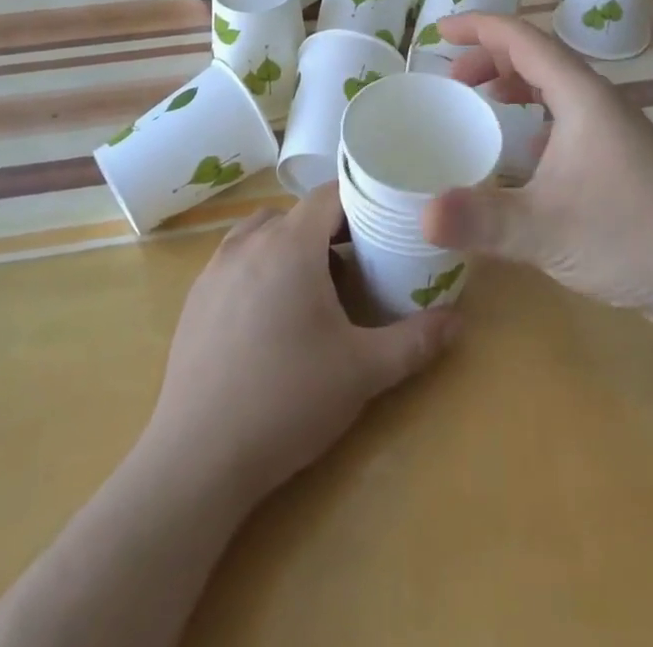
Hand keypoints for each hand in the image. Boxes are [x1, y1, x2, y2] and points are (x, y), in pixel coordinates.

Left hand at [142, 185, 458, 505]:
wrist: (197, 458)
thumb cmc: (287, 401)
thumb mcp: (363, 372)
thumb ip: (415, 341)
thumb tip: (458, 320)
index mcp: (290, 244)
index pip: (329, 194)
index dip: (360, 201)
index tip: (385, 222)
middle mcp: (249, 242)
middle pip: (296, 212)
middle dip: (329, 227)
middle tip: (359, 261)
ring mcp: (215, 268)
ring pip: (262, 232)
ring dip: (290, 243)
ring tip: (314, 285)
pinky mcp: (195, 297)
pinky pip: (236, 259)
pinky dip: (259, 265)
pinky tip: (270, 314)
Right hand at [423, 12, 652, 333]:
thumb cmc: (632, 236)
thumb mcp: (546, 229)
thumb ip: (481, 220)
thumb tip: (421, 214)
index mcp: (580, 96)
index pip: (522, 39)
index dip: (478, 27)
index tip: (438, 32)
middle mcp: (598, 101)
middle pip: (538, 57)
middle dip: (490, 57)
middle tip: (451, 79)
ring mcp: (614, 130)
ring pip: (555, 87)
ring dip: (514, 84)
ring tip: (481, 101)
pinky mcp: (622, 158)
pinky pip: (568, 117)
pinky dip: (535, 118)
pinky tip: (524, 154)